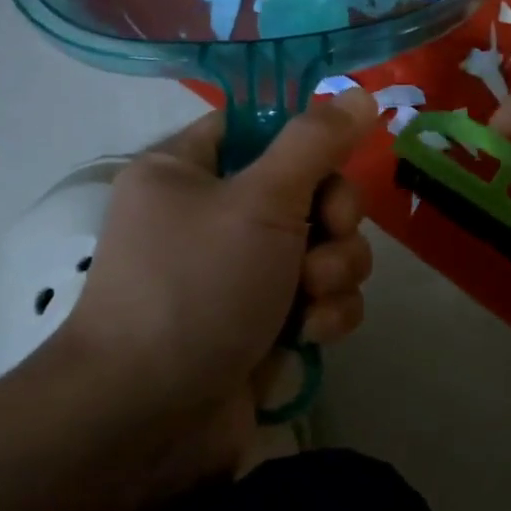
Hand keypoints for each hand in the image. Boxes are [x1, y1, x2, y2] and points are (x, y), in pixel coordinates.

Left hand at [45, 89, 379, 481]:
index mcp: (191, 171)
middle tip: (323, 241)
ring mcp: (245, 274)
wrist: (151, 418)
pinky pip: (323, 298)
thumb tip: (359, 92)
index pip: (262, 129)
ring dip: (335, 273)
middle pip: (311, 191)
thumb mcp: (259, 202)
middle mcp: (217, 218)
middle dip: (332, 222)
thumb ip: (316, 144)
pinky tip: (310, 336)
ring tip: (310, 303)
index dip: (307, 144)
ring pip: (328, 248)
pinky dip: (326, 315)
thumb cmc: (195, 290)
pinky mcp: (269, 322)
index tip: (331, 167)